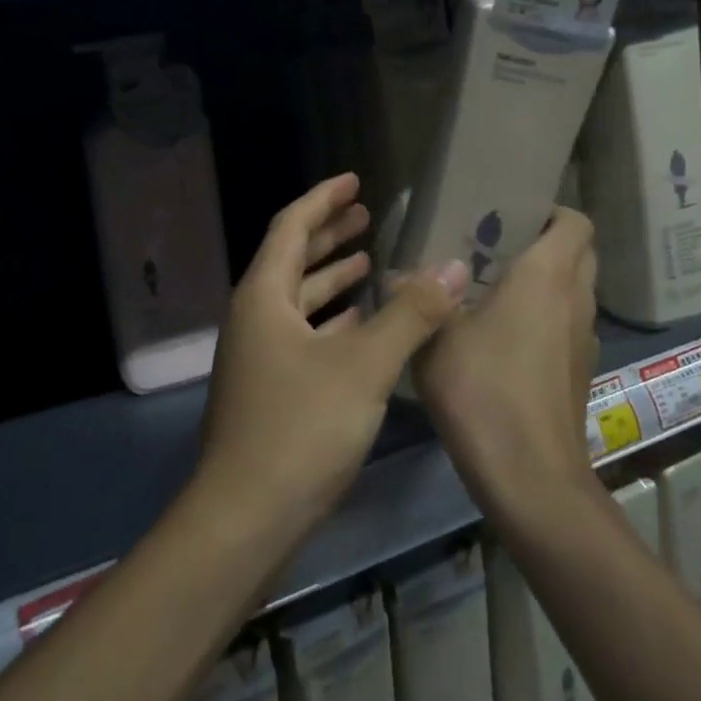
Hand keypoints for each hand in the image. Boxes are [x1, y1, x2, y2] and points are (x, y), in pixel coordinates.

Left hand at [197, 174, 470, 542]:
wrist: (245, 519)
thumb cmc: (300, 428)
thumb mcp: (364, 365)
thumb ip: (411, 313)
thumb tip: (455, 265)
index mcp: (265, 296)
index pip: (291, 226)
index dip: (323, 199)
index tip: (355, 180)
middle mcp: (255, 317)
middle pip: (293, 258)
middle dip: (329, 234)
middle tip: (368, 214)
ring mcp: (260, 355)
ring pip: (298, 300)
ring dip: (332, 278)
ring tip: (370, 261)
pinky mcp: (270, 389)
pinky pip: (303, 335)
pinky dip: (331, 321)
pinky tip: (361, 324)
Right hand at [413, 208, 598, 517]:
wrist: (531, 478)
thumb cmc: (483, 391)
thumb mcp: (436, 338)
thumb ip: (419, 300)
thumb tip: (395, 276)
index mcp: (547, 276)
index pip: (575, 221)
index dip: (551, 211)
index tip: (511, 215)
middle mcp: (576, 299)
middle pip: (580, 252)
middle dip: (547, 242)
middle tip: (497, 247)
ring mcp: (584, 338)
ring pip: (577, 290)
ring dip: (548, 282)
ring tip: (495, 289)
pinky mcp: (581, 371)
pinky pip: (569, 324)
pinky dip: (548, 317)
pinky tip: (505, 339)